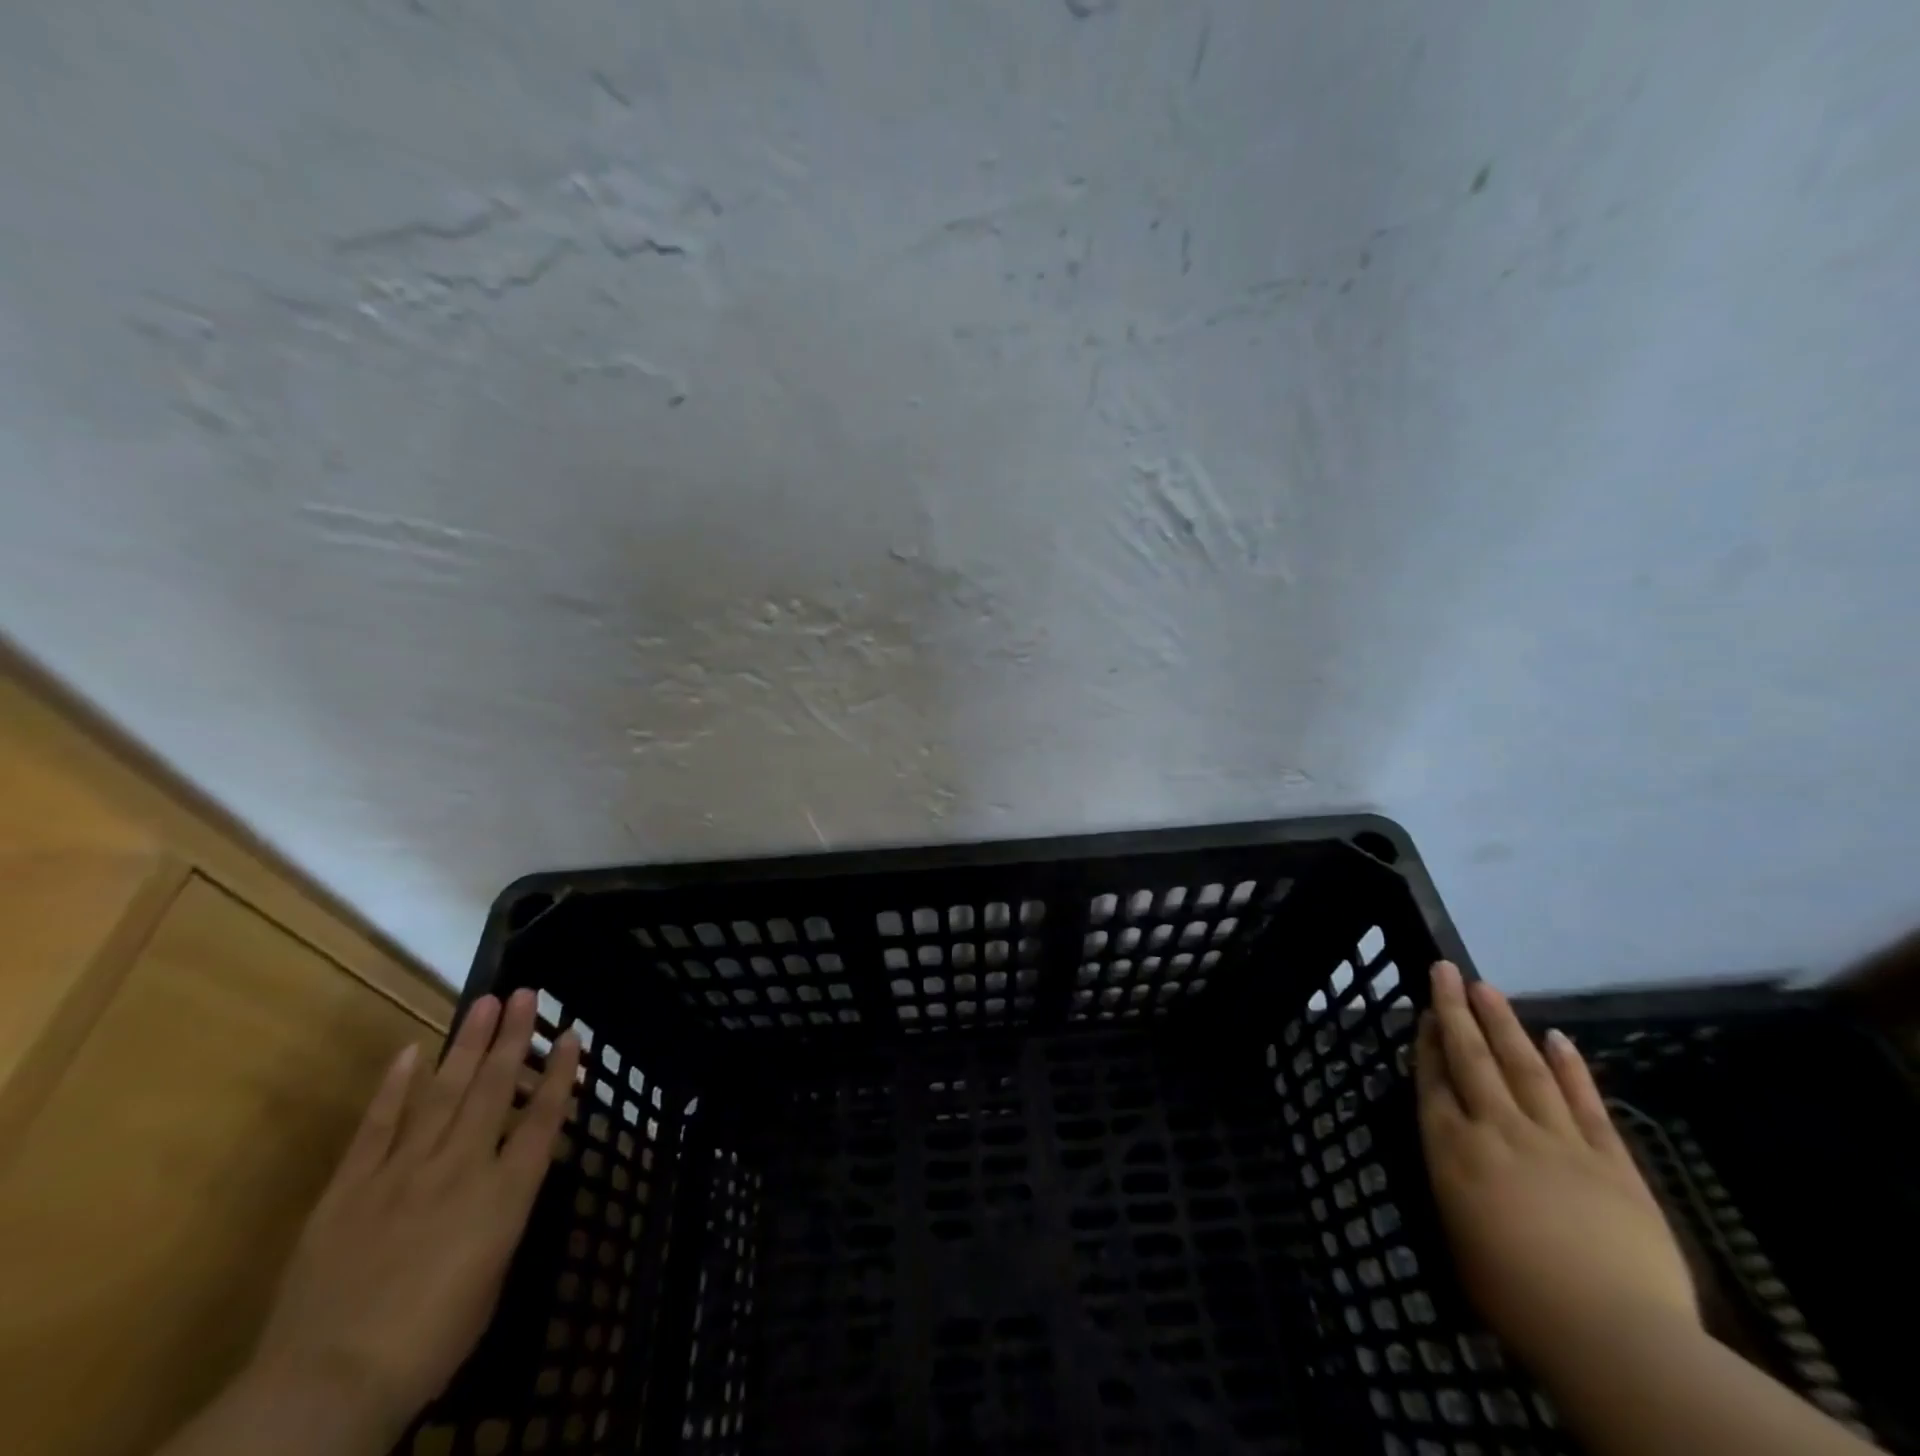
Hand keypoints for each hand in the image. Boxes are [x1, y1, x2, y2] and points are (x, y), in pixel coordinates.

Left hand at [215, 991, 580, 1453]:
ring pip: (442, 1094)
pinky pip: (376, 1127)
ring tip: (485, 1003)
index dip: (559, 1074)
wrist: (326, 1384)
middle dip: (512, 1038)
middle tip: (525, 993)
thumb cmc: (429, 1343)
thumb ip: (498, 1222)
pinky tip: (411, 1051)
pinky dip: (394, 1087)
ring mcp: (402, 1171)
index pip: (542, 1119)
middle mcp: (461, 1167)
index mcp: (504, 1195)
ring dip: (466, 1045)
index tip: (570, 1034)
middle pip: (493, 1090)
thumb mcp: (491, 1280)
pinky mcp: (350, 1187)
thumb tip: (500, 1187)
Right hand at [1415, 961, 1695, 1373]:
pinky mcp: (1611, 1161)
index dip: (1428, 1042)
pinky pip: (1586, 1104)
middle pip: (1472, 1058)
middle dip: (1456, 1010)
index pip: (1433, 1081)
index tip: (1426, 1012)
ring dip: (1504, 1024)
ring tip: (1487, 988)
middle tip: (1445, 969)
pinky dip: (1571, 1069)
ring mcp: (1557, 1140)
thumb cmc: (1517, 1298)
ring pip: (1524, 1067)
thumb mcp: (1458, 1237)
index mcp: (1453, 1150)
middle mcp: (1497, 1129)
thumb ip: (1454, 1183)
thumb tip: (1457, 1153)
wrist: (1614, 1336)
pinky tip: (1558, 1039)